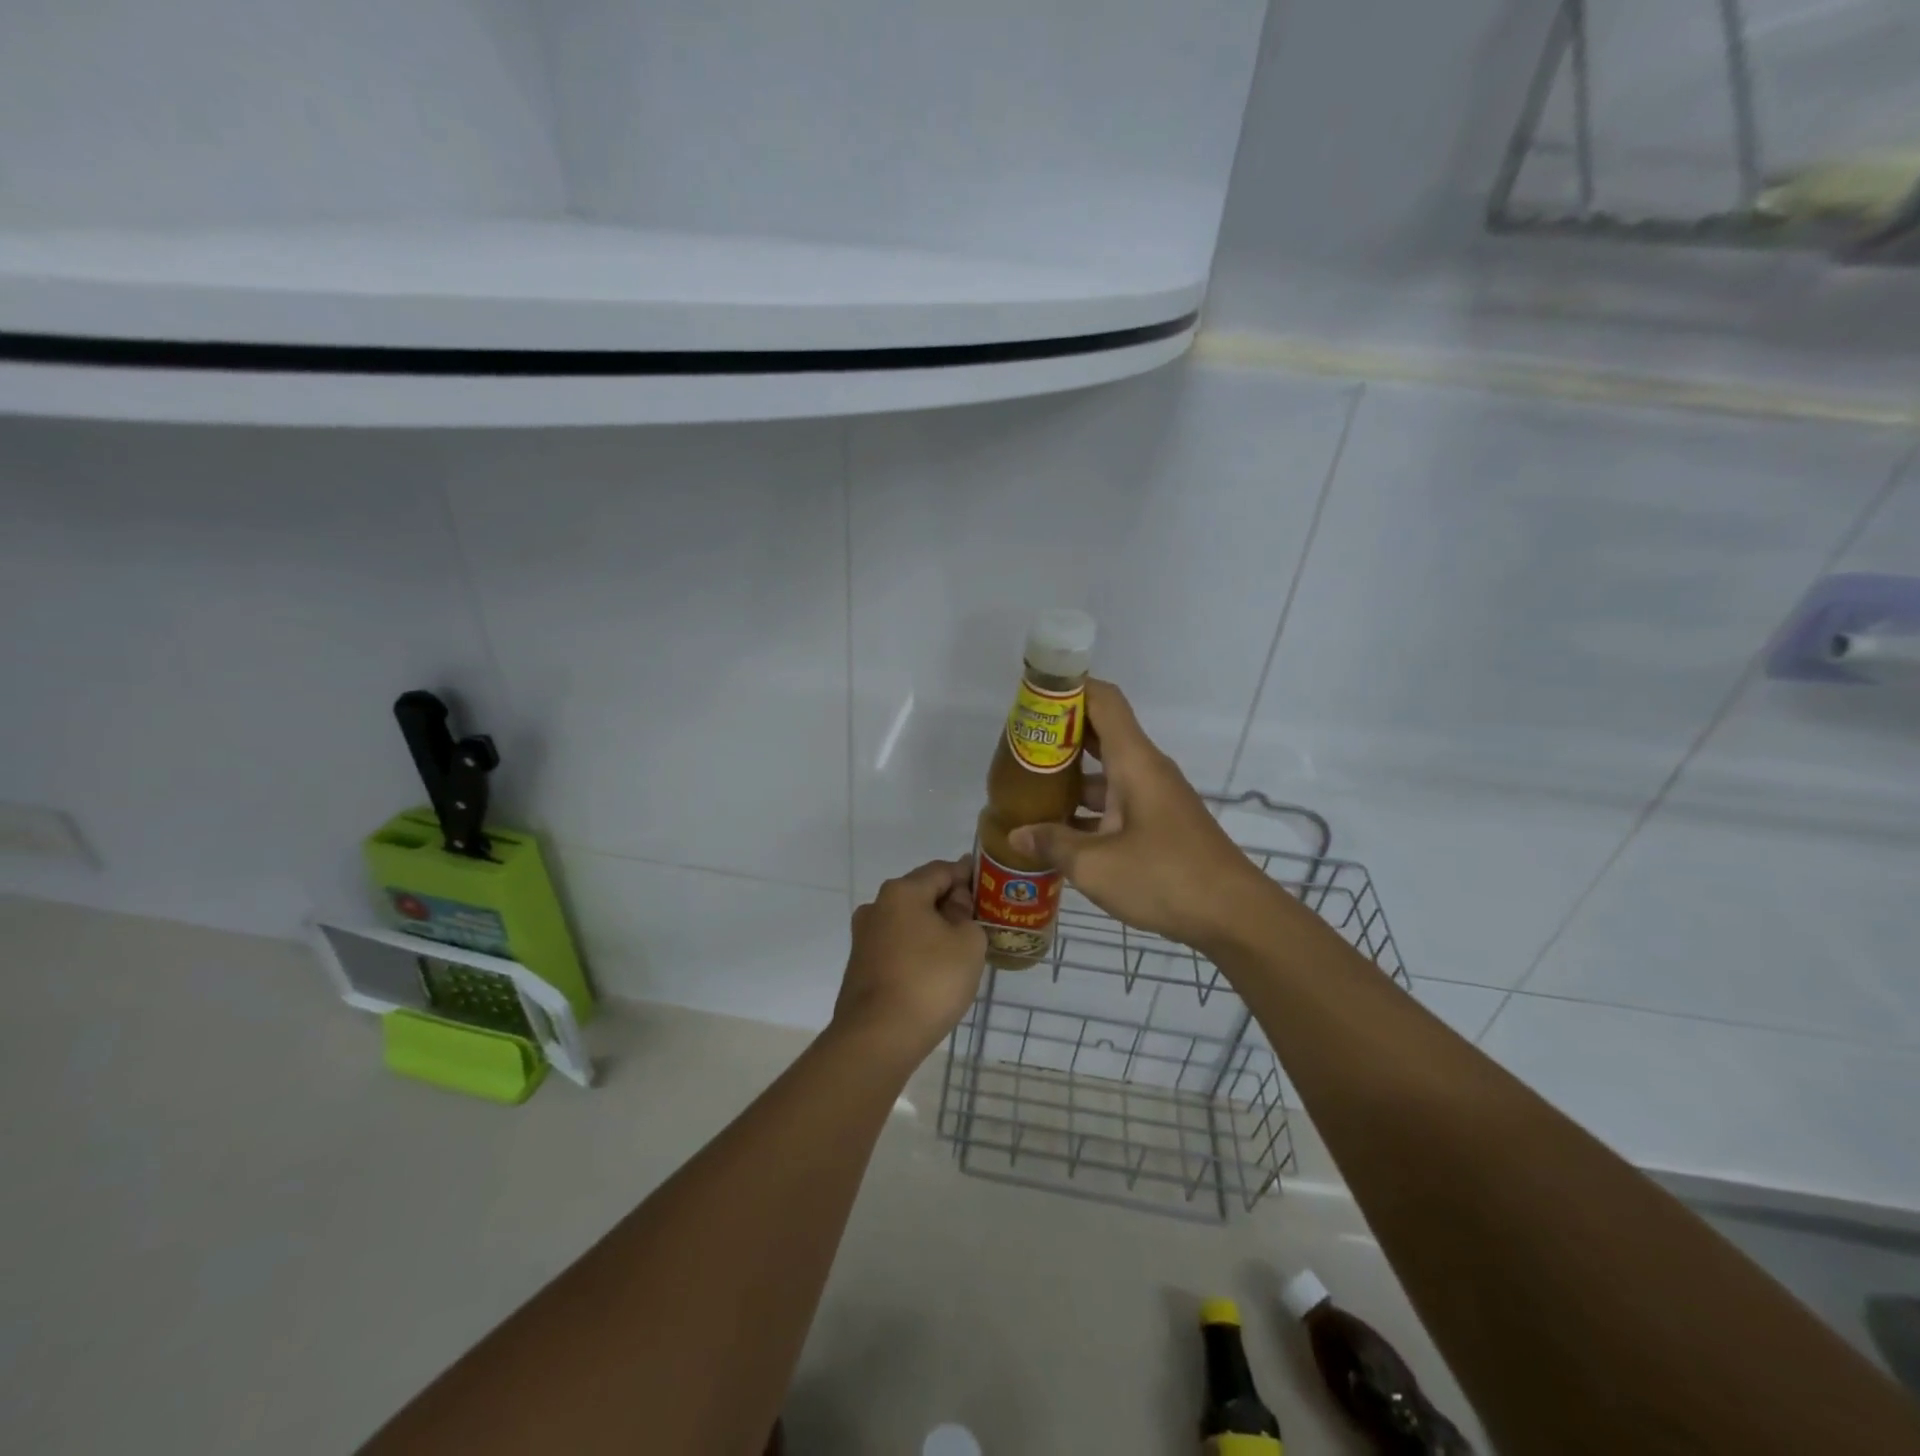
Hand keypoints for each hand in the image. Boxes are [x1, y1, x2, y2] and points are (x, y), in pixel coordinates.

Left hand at [832, 856, 986, 1062]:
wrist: (878, 1038)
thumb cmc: (929, 981)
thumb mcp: (968, 943)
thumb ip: (967, 915)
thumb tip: (954, 907)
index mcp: (902, 892)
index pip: (942, 870)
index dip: (968, 875)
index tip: (989, 887)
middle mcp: (877, 906)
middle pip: (921, 893)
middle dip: (950, 903)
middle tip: (979, 920)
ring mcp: (864, 937)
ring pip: (908, 921)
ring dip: (933, 928)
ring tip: (960, 947)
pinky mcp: (861, 965)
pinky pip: (897, 945)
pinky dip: (917, 949)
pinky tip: (935, 969)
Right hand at [1008, 681, 1272, 950]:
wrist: (1234, 916)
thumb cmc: (1165, 877)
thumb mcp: (1096, 865)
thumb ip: (1053, 844)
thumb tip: (1017, 836)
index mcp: (1134, 762)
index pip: (1103, 701)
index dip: (1068, 689)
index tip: (1031, 699)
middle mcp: (1145, 770)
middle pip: (1100, 734)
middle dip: (1059, 735)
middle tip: (1018, 748)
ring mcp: (1154, 798)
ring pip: (1105, 773)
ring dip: (1070, 777)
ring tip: (1027, 790)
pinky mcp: (1158, 825)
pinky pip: (1115, 802)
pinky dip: (1086, 808)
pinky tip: (1058, 832)